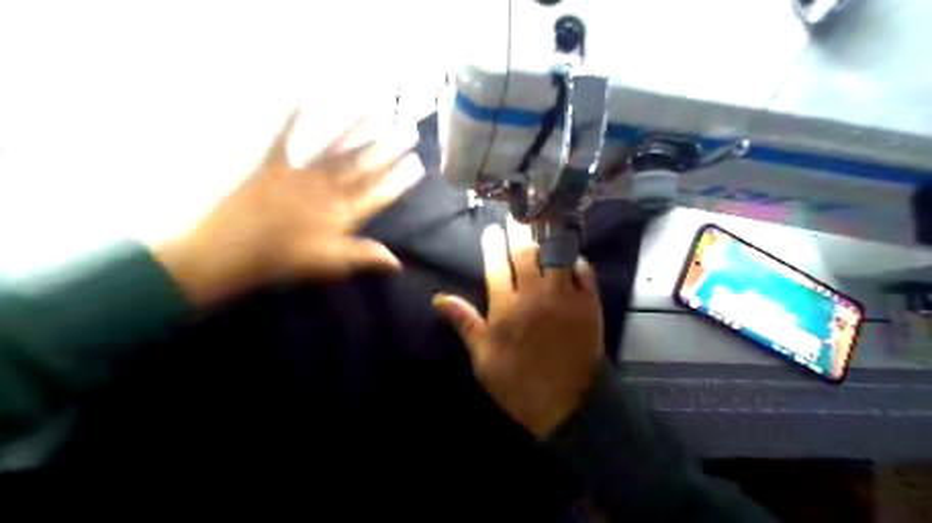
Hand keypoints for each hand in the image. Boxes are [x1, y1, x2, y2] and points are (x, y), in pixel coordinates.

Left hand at [156, 110, 423, 304]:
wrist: (231, 251)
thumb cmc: (284, 261)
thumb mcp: (331, 264)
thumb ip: (366, 257)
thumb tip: (398, 262)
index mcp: (342, 213)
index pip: (379, 193)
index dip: (400, 179)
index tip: (418, 164)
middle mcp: (327, 189)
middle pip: (363, 166)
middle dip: (389, 149)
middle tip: (408, 130)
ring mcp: (301, 174)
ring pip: (335, 149)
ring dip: (357, 130)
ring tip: (375, 112)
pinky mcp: (273, 167)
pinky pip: (286, 139)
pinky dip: (294, 120)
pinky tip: (305, 100)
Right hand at [432, 218, 603, 439]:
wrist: (568, 405)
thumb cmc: (519, 384)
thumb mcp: (483, 360)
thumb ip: (465, 323)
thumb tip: (439, 298)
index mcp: (506, 309)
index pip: (495, 266)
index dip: (492, 245)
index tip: (491, 230)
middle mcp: (534, 296)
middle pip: (525, 254)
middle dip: (519, 231)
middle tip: (517, 216)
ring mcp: (565, 298)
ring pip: (556, 255)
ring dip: (549, 237)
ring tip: (544, 221)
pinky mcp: (589, 304)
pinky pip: (585, 272)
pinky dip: (577, 260)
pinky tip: (572, 253)